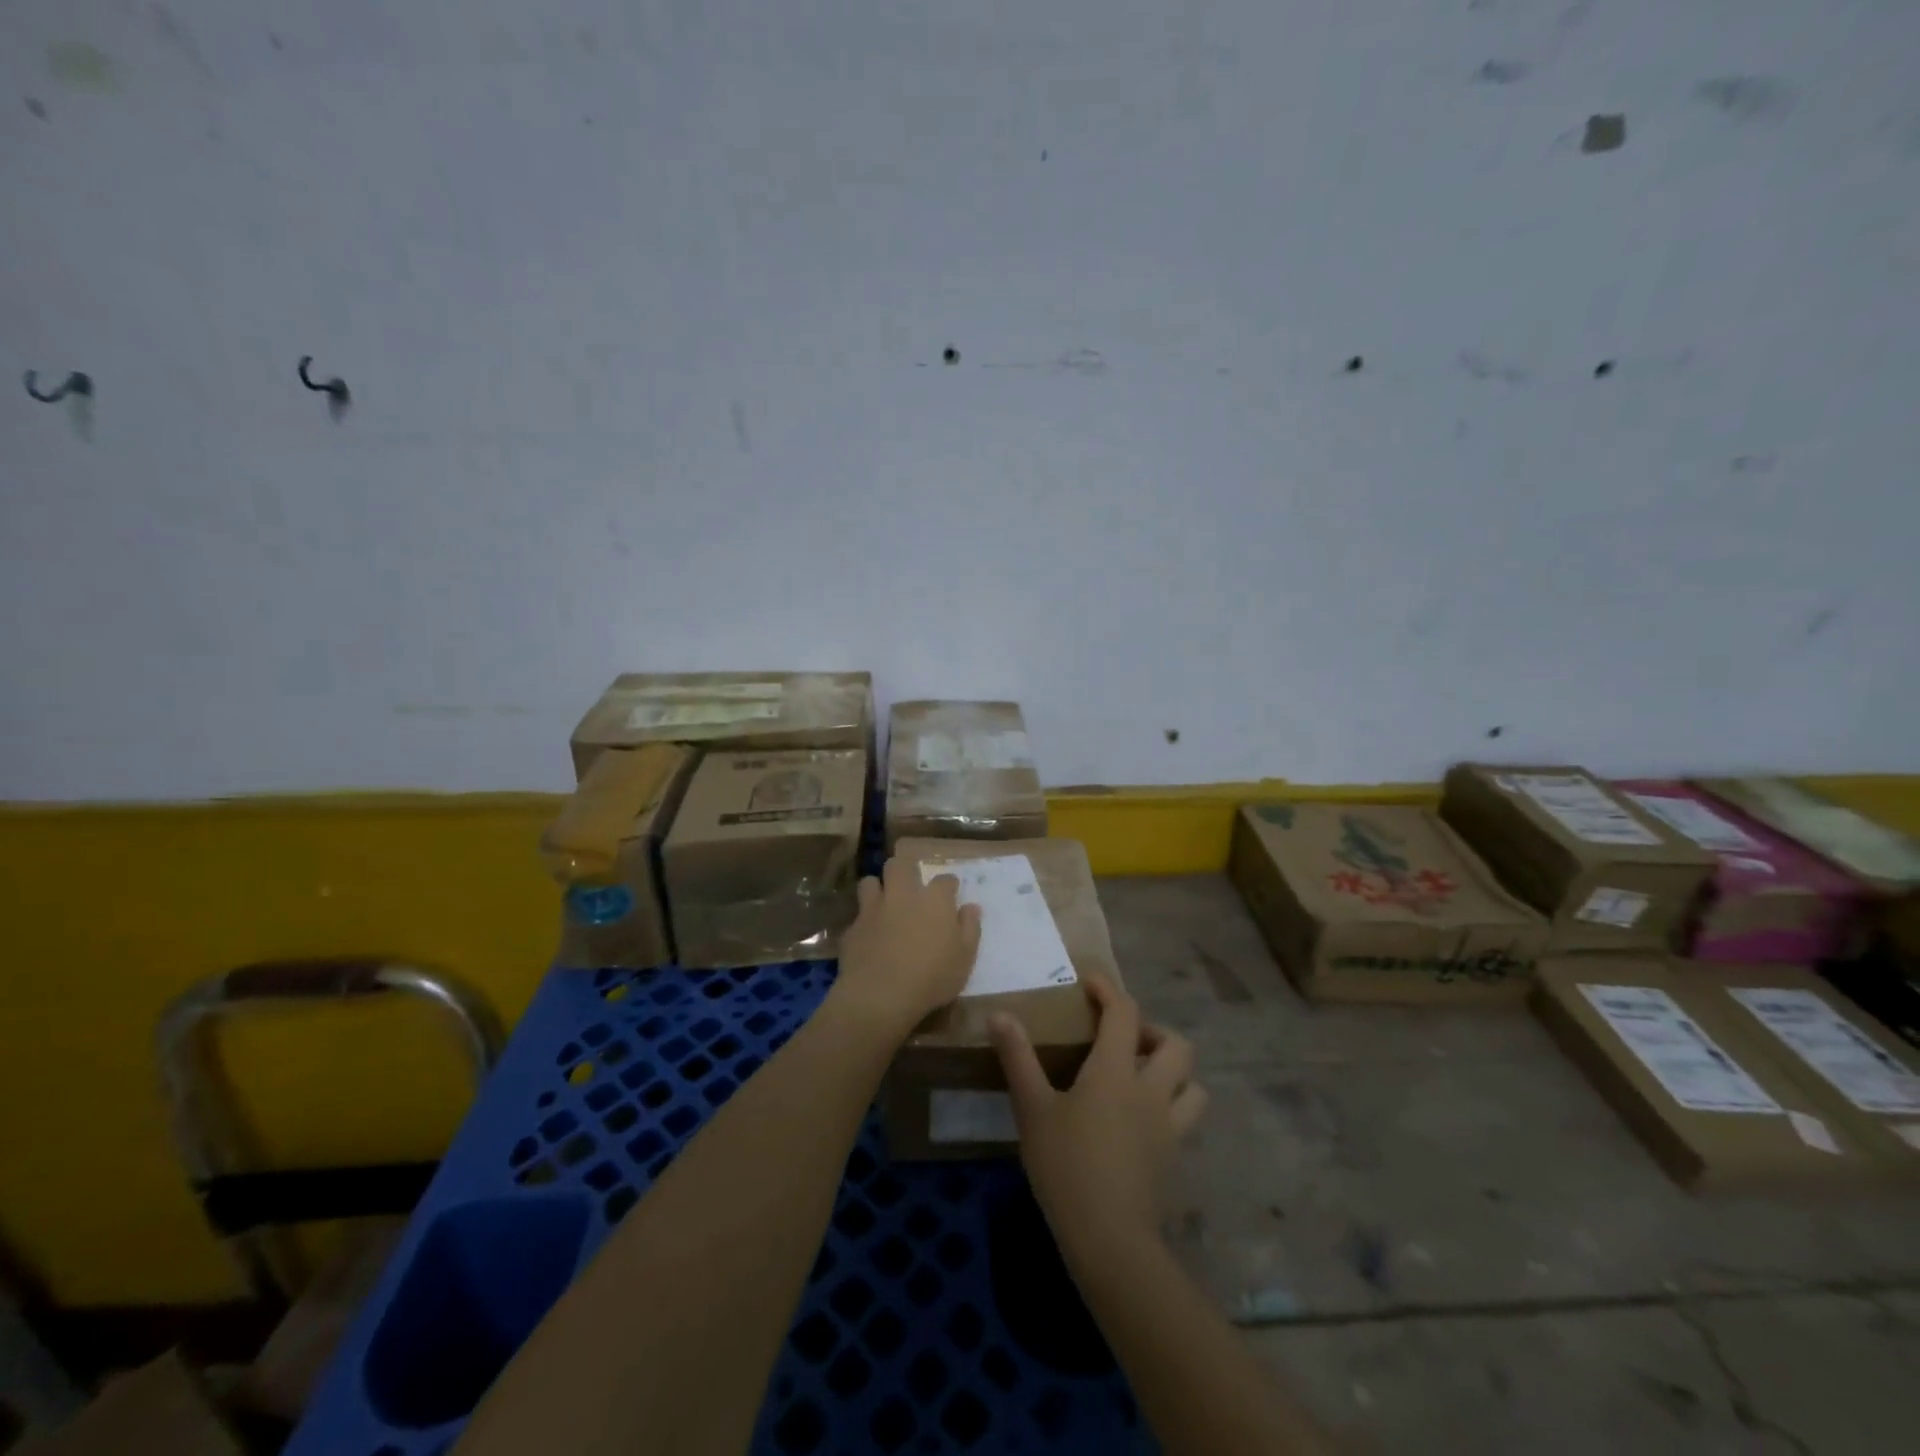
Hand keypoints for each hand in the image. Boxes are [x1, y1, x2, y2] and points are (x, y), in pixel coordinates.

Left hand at [832, 856, 981, 1039]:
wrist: (881, 995)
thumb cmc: (932, 978)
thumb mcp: (965, 958)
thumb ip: (970, 929)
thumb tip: (971, 907)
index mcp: (934, 900)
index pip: (945, 880)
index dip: (949, 885)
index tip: (951, 893)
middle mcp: (903, 895)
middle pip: (900, 865)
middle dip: (905, 869)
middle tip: (910, 884)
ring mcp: (874, 909)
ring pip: (870, 882)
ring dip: (877, 889)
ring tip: (883, 903)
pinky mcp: (853, 927)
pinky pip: (857, 915)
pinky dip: (864, 921)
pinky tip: (868, 935)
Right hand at [990, 975, 1206, 1259]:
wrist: (1109, 1239)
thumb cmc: (1066, 1166)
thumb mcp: (1033, 1109)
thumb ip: (1018, 1058)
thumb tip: (999, 1014)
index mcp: (1115, 1070)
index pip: (1123, 1012)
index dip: (1109, 990)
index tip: (1090, 983)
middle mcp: (1150, 1089)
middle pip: (1175, 1045)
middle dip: (1152, 1032)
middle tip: (1123, 1040)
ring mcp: (1168, 1125)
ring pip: (1192, 1084)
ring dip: (1173, 1071)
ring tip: (1142, 1077)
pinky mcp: (1173, 1157)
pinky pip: (1185, 1119)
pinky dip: (1172, 1107)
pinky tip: (1143, 1120)